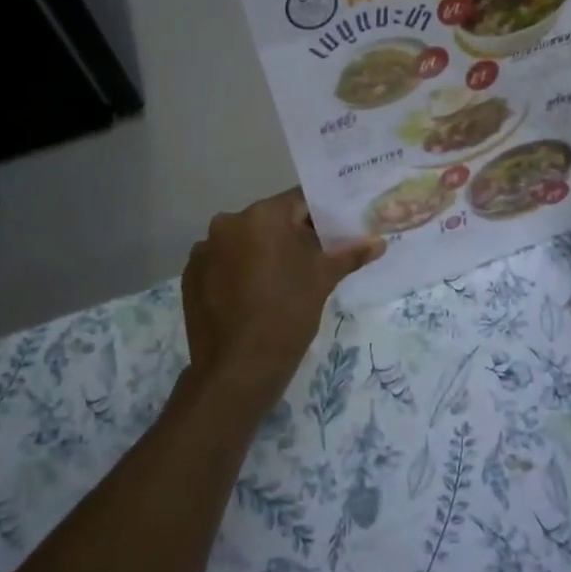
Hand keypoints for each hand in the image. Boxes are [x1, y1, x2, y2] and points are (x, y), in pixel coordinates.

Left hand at [180, 190, 382, 413]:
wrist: (237, 370)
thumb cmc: (287, 315)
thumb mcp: (322, 281)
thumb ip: (349, 254)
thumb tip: (379, 242)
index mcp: (262, 216)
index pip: (299, 201)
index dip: (320, 215)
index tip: (335, 232)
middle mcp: (228, 222)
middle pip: (270, 221)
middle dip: (292, 236)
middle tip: (314, 259)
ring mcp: (204, 249)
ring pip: (245, 241)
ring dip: (262, 253)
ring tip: (282, 282)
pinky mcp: (191, 275)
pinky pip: (223, 262)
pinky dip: (239, 271)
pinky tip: (253, 296)